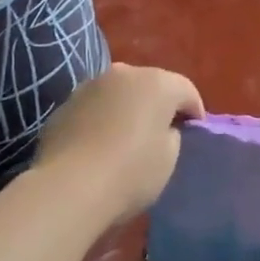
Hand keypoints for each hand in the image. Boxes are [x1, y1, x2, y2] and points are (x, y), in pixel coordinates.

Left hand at [32, 62, 205, 223]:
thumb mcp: (169, 158)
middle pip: (150, 85)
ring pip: (119, 93)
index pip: (186, 90)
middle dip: (159, 105)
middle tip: (162, 133)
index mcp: (157, 83)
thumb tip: (161, 129)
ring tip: (127, 138)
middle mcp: (123, 73)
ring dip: (127, 109)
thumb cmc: (131, 172)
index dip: (194, 112)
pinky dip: (102, 119)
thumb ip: (171, 135)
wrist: (69, 187)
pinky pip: (94, 107)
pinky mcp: (65, 104)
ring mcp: (90, 86)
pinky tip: (99, 145)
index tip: (193, 134)